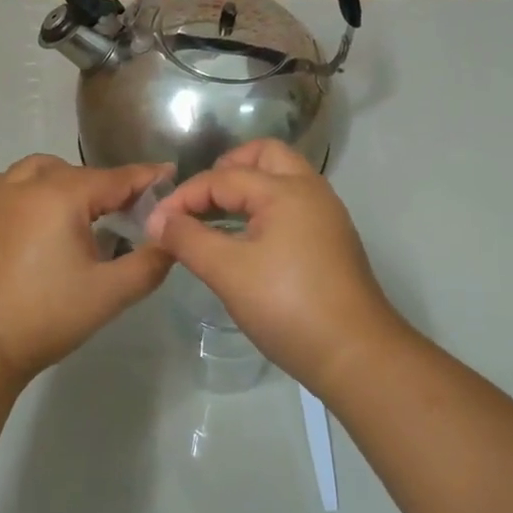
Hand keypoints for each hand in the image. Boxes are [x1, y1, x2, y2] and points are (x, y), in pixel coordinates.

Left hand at [0, 155, 173, 378]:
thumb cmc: (47, 316)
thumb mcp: (109, 294)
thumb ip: (149, 264)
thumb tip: (170, 241)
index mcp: (61, 195)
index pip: (115, 179)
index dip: (145, 178)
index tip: (169, 174)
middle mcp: (26, 184)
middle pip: (78, 173)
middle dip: (106, 186)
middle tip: (126, 211)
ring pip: (40, 170)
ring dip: (65, 181)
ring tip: (79, 211)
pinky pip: (7, 183)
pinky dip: (28, 188)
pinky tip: (34, 213)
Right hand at [146, 140, 402, 393]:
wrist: (357, 356)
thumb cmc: (288, 307)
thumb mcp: (228, 272)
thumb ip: (188, 239)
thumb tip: (158, 220)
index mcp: (286, 190)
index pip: (223, 177)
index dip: (184, 196)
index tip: (156, 223)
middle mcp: (311, 190)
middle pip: (263, 156)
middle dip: (226, 170)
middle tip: (199, 201)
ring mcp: (325, 215)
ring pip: (281, 178)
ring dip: (246, 188)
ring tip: (215, 218)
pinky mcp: (331, 240)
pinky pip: (291, 203)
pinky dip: (263, 207)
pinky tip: (244, 239)